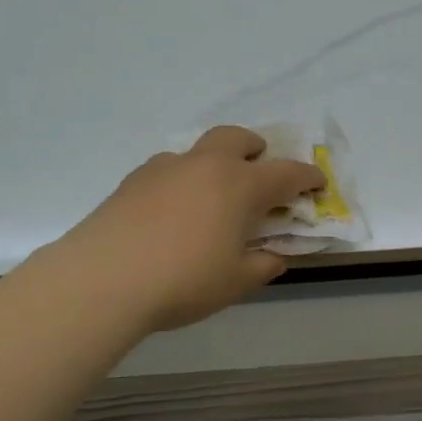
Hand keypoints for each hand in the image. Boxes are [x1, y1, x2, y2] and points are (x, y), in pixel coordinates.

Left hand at [59, 127, 326, 332]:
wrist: (103, 279)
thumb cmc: (184, 281)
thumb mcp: (235, 282)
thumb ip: (262, 265)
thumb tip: (274, 257)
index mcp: (240, 186)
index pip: (286, 173)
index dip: (307, 177)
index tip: (318, 182)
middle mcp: (205, 166)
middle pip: (237, 138)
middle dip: (255, 148)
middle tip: (259, 167)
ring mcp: (165, 168)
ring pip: (198, 150)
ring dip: (214, 162)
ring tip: (212, 194)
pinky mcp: (133, 181)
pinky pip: (168, 168)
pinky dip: (182, 179)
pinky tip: (172, 209)